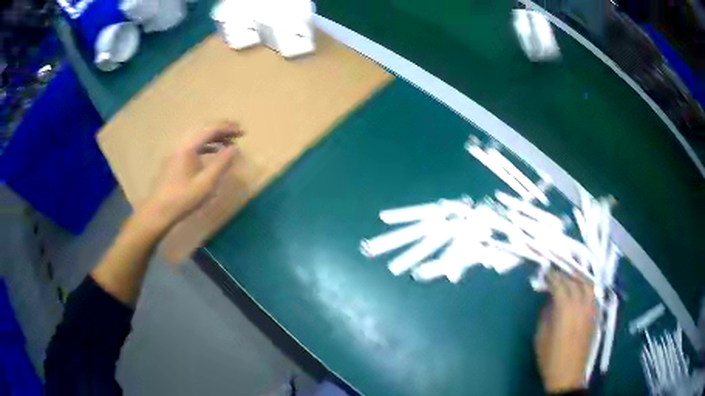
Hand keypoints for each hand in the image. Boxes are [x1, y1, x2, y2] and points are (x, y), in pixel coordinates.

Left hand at [139, 121, 242, 231]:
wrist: (159, 210)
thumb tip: (234, 148)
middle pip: (203, 128)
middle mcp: (181, 143)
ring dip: (213, 135)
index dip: (228, 128)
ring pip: (197, 135)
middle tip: (237, 132)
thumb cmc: (184, 198)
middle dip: (221, 128)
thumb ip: (221, 163)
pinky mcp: (174, 157)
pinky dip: (205, 143)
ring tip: (228, 142)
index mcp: (188, 146)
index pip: (211, 129)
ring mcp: (176, 149)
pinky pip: (192, 143)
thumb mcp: (206, 183)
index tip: (242, 131)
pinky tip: (213, 151)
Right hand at [535, 271, 597, 392]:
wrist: (568, 374)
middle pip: (575, 282)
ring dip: (579, 278)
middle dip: (565, 275)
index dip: (553, 277)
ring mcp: (590, 309)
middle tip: (556, 274)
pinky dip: (587, 288)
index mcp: (565, 309)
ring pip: (588, 285)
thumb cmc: (550, 358)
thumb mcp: (541, 337)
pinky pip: (593, 295)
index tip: (546, 272)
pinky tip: (582, 291)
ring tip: (571, 277)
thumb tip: (549, 302)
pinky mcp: (595, 316)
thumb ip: (546, 315)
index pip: (560, 285)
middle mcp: (581, 305)